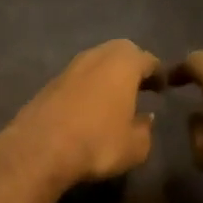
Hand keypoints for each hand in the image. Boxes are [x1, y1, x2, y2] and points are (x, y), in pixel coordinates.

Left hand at [0, 40, 163, 186]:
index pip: (148, 60)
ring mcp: (67, 69)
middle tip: (139, 86)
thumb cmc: (97, 143)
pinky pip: (75, 81)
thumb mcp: (136, 146)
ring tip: (113, 99)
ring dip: (105, 77)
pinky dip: (85, 89)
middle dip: (130, 67)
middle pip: (118, 53)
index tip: (162, 87)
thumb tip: (146, 119)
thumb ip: (146, 129)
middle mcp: (94, 57)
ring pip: (94, 65)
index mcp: (123, 63)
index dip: (158, 74)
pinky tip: (87, 109)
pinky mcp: (46, 85)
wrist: (39, 150)